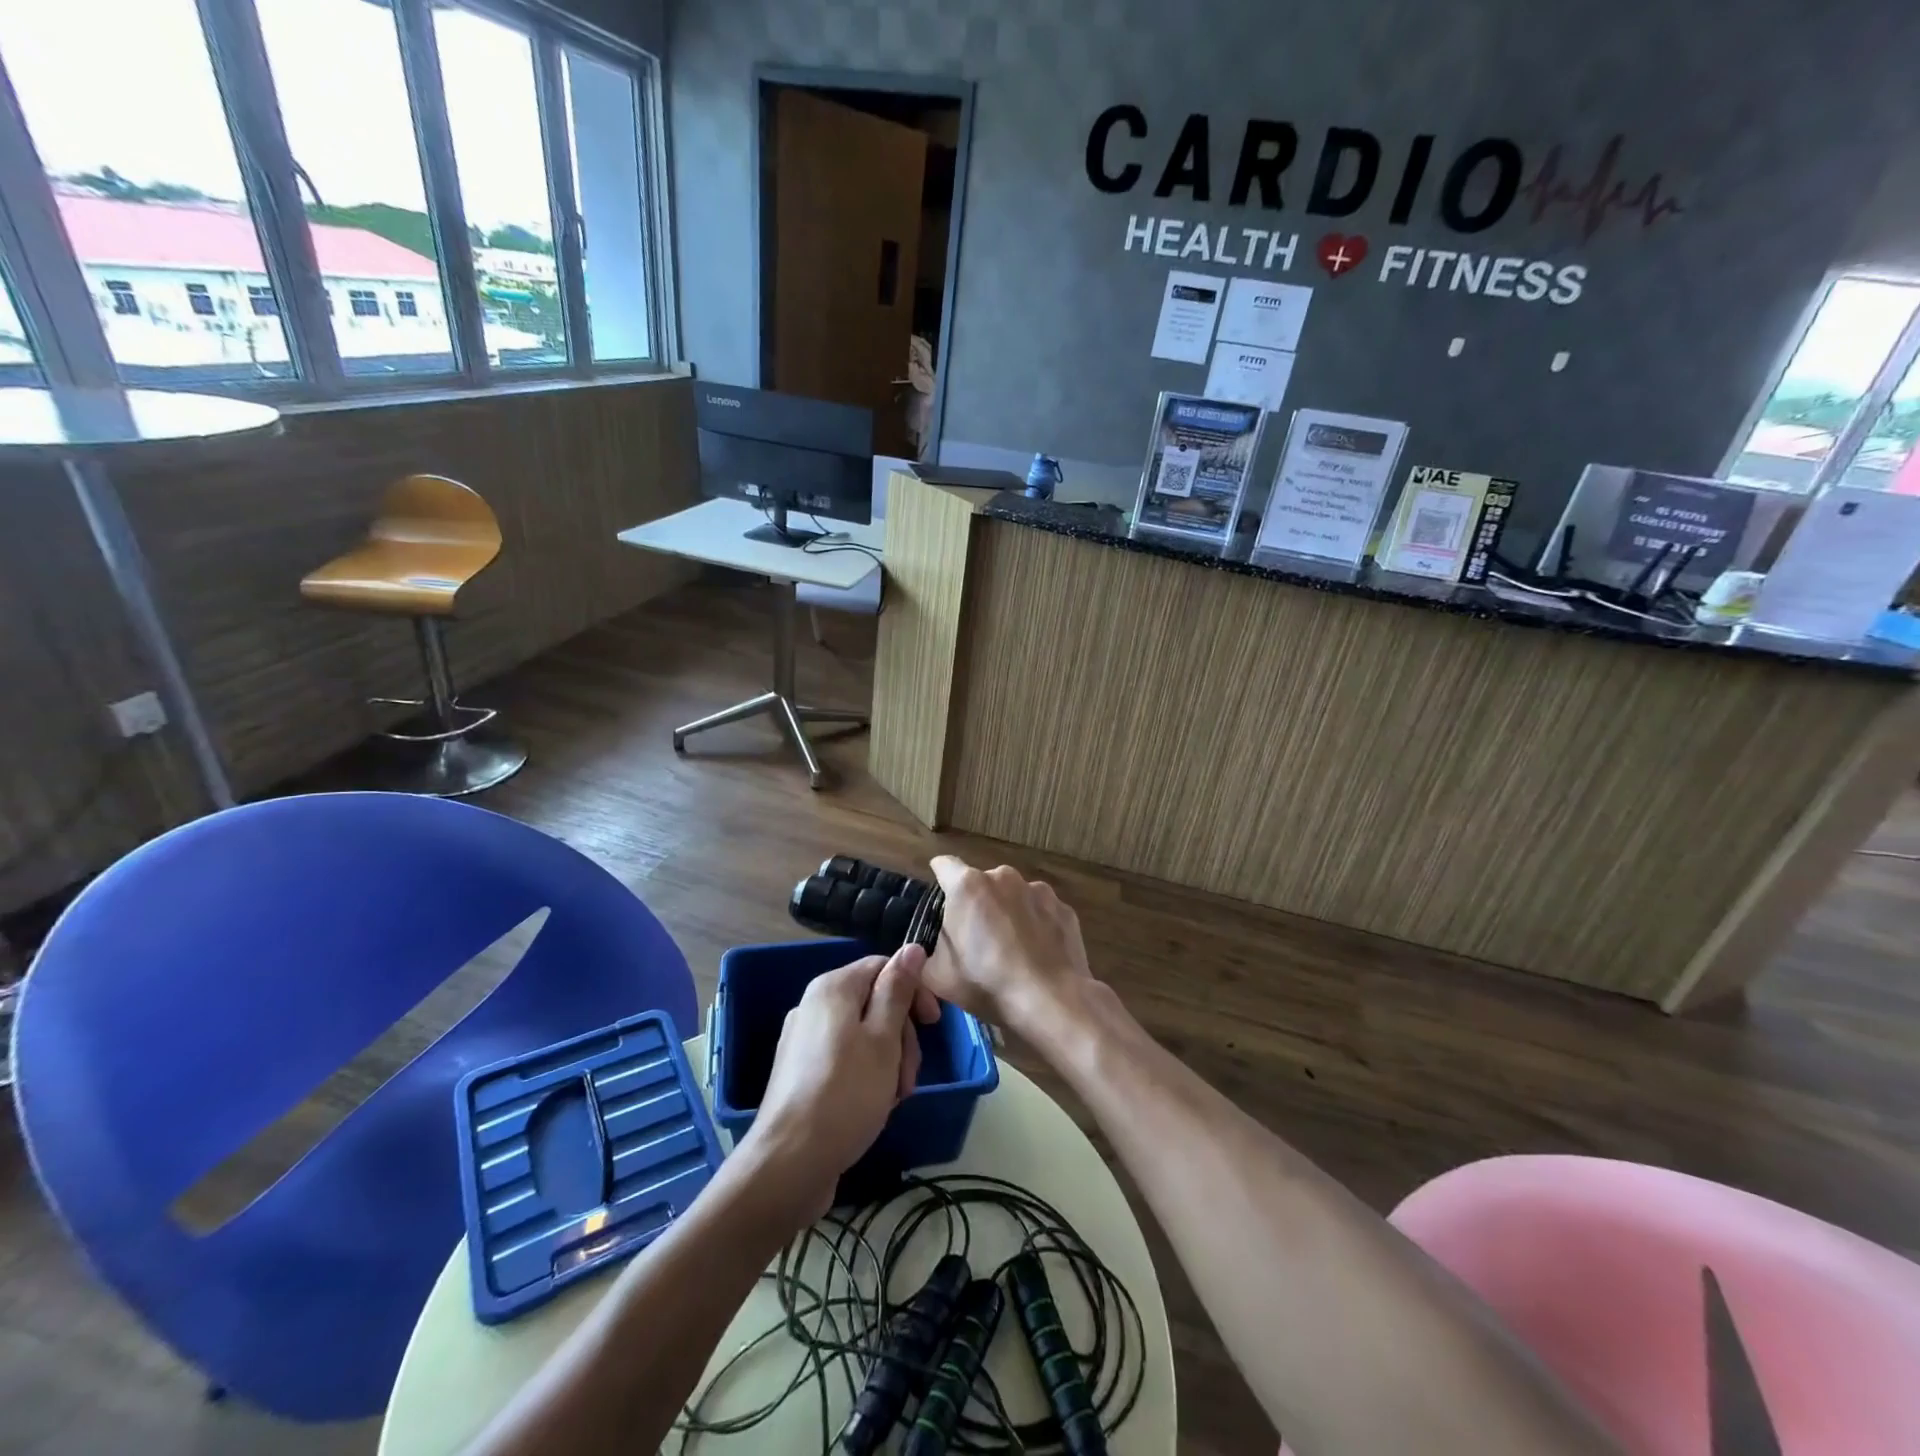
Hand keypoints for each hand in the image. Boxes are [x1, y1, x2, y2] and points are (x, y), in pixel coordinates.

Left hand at [744, 943, 937, 1222]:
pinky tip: (873, 1104)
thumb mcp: (884, 1039)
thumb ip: (898, 989)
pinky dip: (867, 1074)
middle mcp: (814, 1005)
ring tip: (894, 1097)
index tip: (934, 1025)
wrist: (789, 1164)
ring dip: (889, 1060)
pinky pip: (845, 1057)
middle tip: (910, 1076)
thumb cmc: (846, 1094)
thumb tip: (912, 947)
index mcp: (833, 988)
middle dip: (902, 1035)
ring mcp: (804, 1039)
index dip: (914, 991)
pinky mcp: (802, 1072)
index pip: (884, 966)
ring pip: (864, 1034)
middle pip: (875, 1001)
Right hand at [925, 856, 1095, 1040]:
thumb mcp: (936, 975)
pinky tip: (1038, 955)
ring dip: (1008, 914)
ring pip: (1014, 896)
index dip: (939, 880)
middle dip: (978, 904)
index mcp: (967, 885)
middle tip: (977, 940)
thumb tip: (932, 946)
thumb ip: (927, 950)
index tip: (941, 901)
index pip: (944, 865)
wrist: (1050, 1002)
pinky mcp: (1064, 908)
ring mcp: (1038, 890)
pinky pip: (1041, 912)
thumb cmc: (986, 984)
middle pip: (982, 883)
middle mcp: (1004, 877)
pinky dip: (1037, 926)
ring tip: (1012, 951)